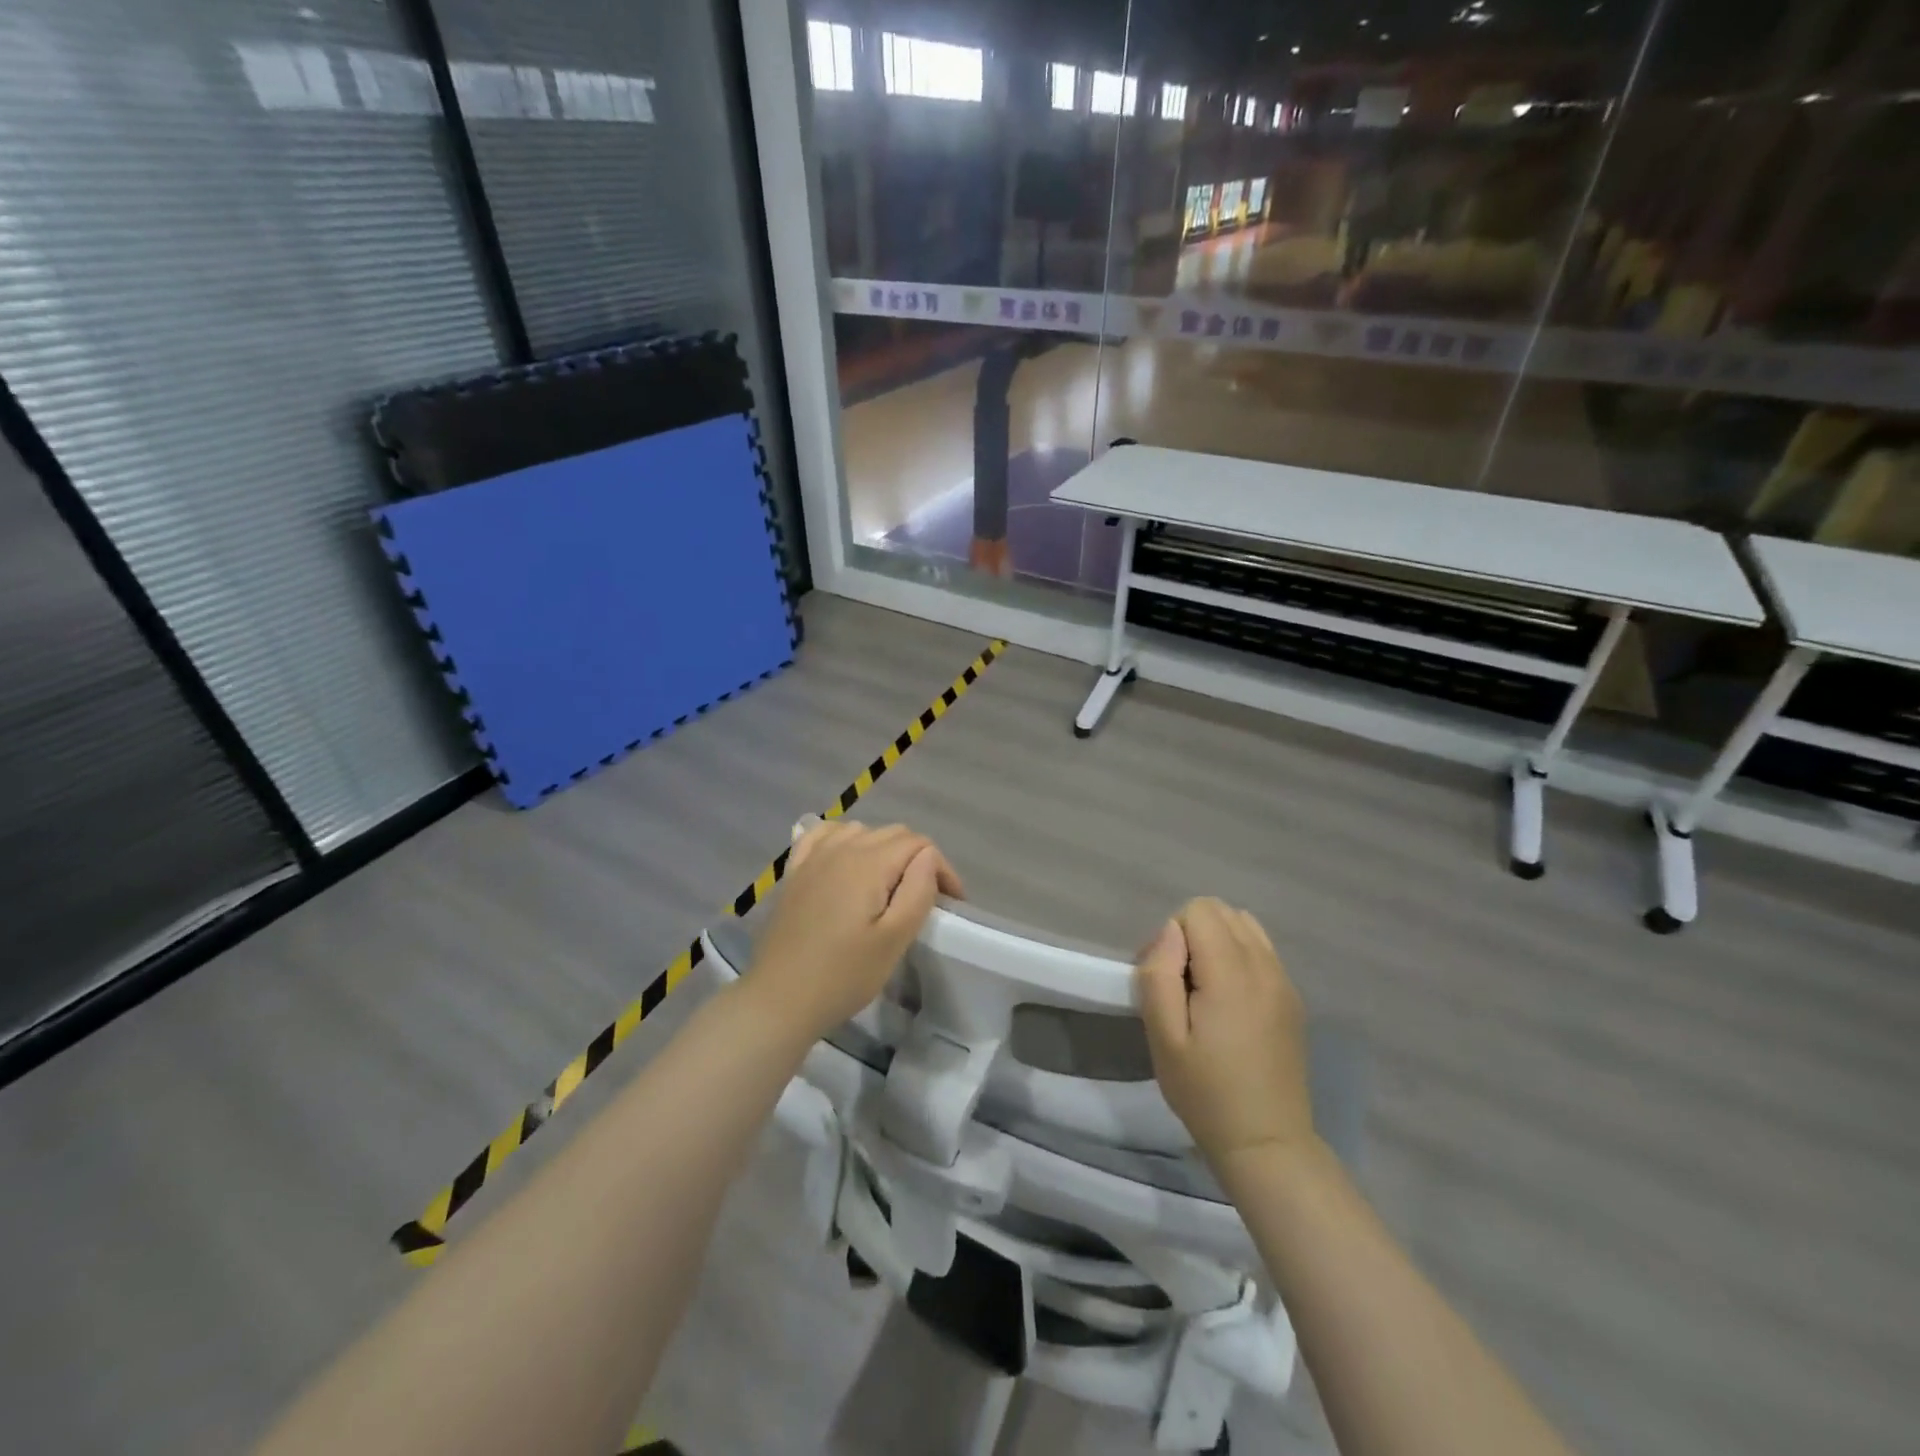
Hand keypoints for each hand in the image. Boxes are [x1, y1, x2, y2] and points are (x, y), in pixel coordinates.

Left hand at [743, 821, 963, 1041]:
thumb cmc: (843, 975)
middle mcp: (841, 848)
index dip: (942, 869)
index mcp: (869, 863)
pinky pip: (824, 835)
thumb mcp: (894, 940)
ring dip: (884, 849)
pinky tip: (847, 860)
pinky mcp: (795, 872)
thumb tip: (929, 857)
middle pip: (893, 833)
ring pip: (861, 830)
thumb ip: (917, 891)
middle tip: (926, 898)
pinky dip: (844, 839)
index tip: (950, 903)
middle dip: (918, 858)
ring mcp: (813, 857)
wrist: (779, 999)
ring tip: (890, 885)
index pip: (919, 844)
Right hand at [1136, 898, 1315, 1172]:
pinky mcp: (1293, 998)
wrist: (1266, 1143)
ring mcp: (1284, 981)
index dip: (1172, 935)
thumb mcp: (1163, 1037)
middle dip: (1193, 934)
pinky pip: (1262, 951)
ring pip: (1245, 926)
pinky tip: (1230, 1003)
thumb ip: (1160, 974)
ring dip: (1217, 943)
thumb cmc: (1205, 1092)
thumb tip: (1170, 931)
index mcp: (1231, 973)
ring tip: (1205, 990)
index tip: (1166, 979)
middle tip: (1181, 986)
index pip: (1199, 910)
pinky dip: (1239, 958)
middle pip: (1223, 911)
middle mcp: (1265, 966)